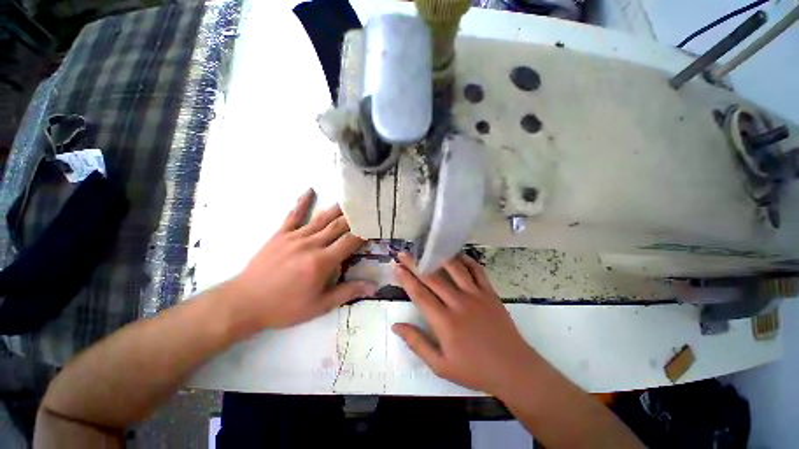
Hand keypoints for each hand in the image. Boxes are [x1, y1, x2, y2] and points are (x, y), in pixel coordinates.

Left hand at [227, 189, 375, 333]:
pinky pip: (294, 215)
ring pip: (322, 218)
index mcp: (322, 261)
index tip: (373, 226)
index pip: (349, 241)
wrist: (245, 303)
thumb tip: (374, 287)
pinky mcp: (280, 234)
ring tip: (350, 199)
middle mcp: (311, 244)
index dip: (363, 233)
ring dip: (337, 209)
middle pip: (338, 226)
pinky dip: (303, 202)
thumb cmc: (285, 307)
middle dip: (354, 217)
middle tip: (366, 208)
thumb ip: (348, 292)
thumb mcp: (320, 305)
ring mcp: (295, 237)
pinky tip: (310, 190)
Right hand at [392, 252, 540, 395]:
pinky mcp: (490, 293)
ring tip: (427, 248)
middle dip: (415, 264)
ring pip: (454, 269)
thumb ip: (417, 343)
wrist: (513, 369)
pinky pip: (477, 271)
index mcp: (445, 322)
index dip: (406, 279)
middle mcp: (458, 303)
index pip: (420, 294)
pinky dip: (466, 260)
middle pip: (433, 278)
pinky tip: (457, 254)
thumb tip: (396, 325)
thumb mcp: (440, 366)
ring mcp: (476, 295)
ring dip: (438, 257)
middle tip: (403, 253)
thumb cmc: (474, 370)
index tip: (396, 267)